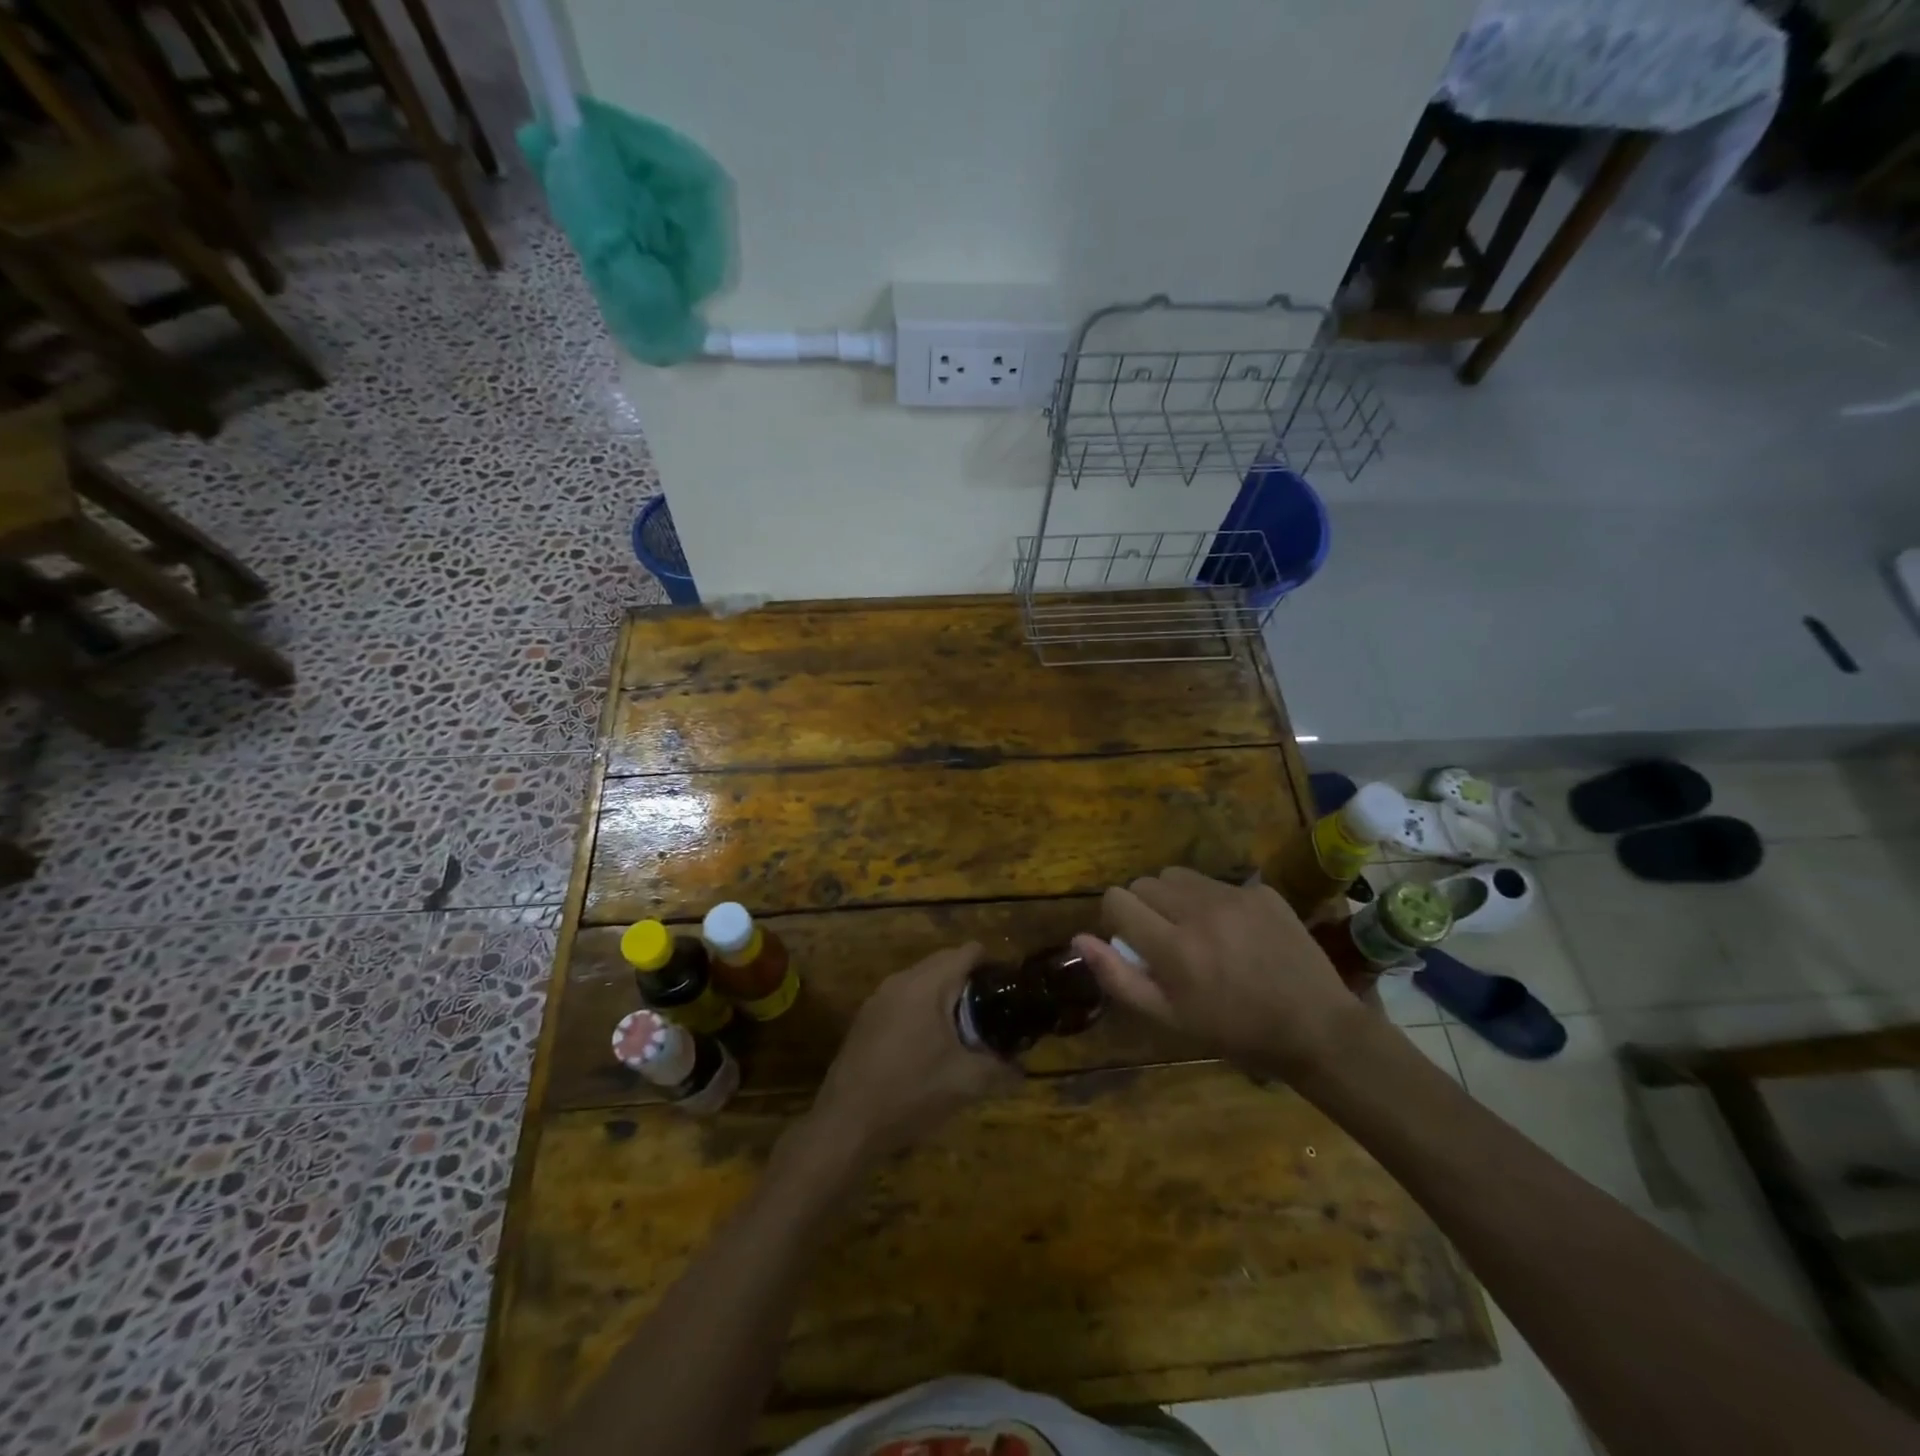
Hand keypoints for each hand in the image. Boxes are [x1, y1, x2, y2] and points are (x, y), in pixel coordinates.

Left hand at [807, 943, 1019, 1160]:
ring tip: (966, 1031)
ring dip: (945, 999)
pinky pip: (903, 1000)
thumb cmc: (910, 1093)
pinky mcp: (865, 1020)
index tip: (1008, 989)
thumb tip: (1022, 1069)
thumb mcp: (965, 1084)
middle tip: (993, 1013)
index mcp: (925, 985)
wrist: (846, 1125)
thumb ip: (1000, 1070)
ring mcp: (878, 999)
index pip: (966, 952)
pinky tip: (931, 1047)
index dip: (992, 964)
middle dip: (970, 983)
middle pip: (943, 963)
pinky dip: (923, 1011)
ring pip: (922, 983)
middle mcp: (899, 981)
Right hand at [1073, 866, 1361, 1074]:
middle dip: (1144, 907)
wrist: (1315, 1027)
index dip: (1116, 919)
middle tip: (1166, 938)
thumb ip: (1117, 977)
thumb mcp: (1168, 1019)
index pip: (1117, 899)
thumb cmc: (1233, 1031)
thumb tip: (1079, 939)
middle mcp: (1199, 911)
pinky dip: (1213, 901)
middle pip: (1144, 883)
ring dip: (1175, 897)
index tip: (1133, 941)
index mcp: (1173, 947)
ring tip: (1195, 928)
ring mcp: (1234, 896)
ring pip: (1177, 875)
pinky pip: (1217, 882)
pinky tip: (1235, 931)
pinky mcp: (1262, 891)